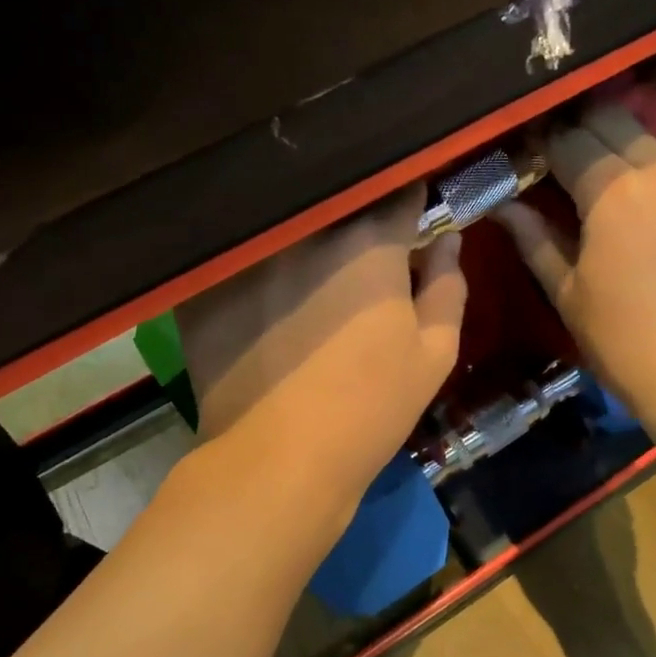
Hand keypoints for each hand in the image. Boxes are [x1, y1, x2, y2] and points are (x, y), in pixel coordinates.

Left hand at [176, 185, 466, 487]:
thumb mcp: (434, 355)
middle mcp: (306, 234)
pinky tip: (258, 297)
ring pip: (284, 229)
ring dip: (300, 238)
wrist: (280, 461)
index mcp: (369, 244)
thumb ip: (447, 288)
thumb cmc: (371, 409)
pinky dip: (252, 270)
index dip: (409, 200)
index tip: (410, 212)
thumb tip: (448, 240)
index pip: (397, 195)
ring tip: (306, 269)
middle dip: (351, 217)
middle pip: (335, 206)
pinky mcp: (207, 286)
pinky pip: (238, 261)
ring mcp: (251, 257)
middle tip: (357, 251)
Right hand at [494, 44, 655, 419]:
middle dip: (588, 109)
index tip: (529, 138)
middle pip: (617, 117)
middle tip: (572, 110)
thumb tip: (501, 205)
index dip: (544, 137)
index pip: (568, 143)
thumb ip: (535, 240)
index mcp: (611, 195)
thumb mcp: (567, 293)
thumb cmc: (624, 341)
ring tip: (650, 51)